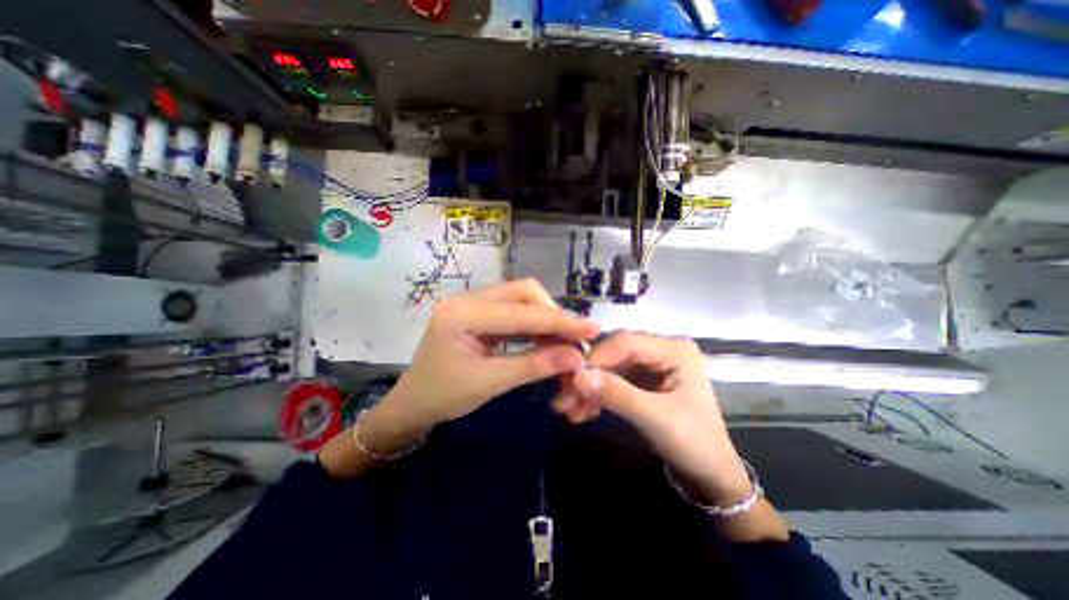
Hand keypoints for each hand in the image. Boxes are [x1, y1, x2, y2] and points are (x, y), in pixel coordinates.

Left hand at [378, 279, 597, 432]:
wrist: (412, 403)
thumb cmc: (443, 397)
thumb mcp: (489, 384)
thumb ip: (533, 366)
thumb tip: (576, 357)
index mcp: (462, 314)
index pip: (521, 313)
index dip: (559, 321)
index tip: (592, 328)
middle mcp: (467, 298)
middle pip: (523, 291)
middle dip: (552, 313)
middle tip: (574, 338)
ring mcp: (472, 302)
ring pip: (520, 297)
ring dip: (545, 316)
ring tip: (564, 338)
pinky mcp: (478, 311)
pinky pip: (514, 308)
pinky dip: (534, 321)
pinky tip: (545, 336)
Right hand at [563, 332, 745, 504]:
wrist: (711, 476)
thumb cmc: (695, 444)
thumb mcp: (656, 419)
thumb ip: (618, 395)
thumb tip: (577, 376)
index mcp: (674, 350)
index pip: (626, 342)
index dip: (597, 358)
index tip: (571, 380)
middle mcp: (661, 350)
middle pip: (615, 354)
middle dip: (589, 376)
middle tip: (564, 396)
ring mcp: (651, 365)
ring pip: (610, 368)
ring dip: (590, 388)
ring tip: (568, 410)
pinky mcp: (643, 380)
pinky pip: (614, 381)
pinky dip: (598, 396)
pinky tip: (582, 411)